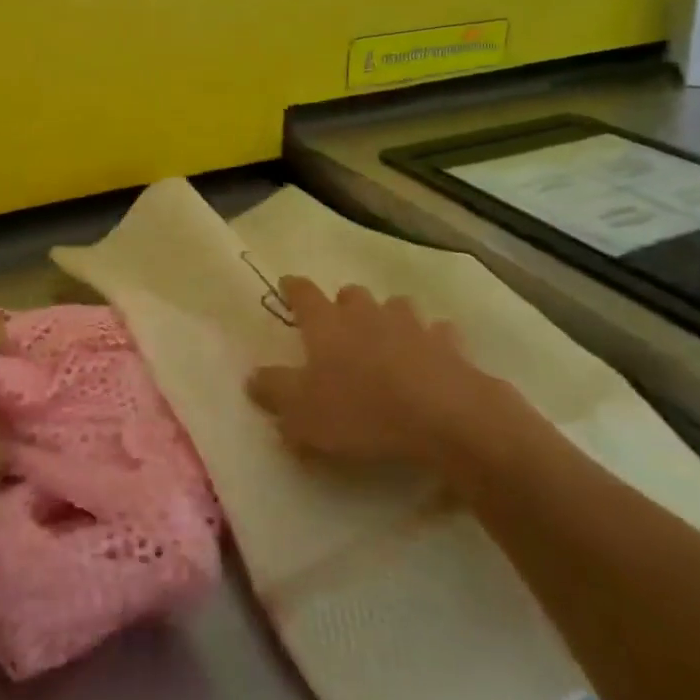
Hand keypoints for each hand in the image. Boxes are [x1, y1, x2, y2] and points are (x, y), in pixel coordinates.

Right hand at [246, 278, 499, 469]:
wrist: (442, 416)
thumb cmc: (361, 411)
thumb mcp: (302, 412)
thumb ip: (274, 392)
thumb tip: (252, 377)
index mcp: (326, 324)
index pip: (303, 294)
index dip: (293, 288)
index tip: (287, 283)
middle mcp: (366, 313)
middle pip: (351, 294)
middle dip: (343, 304)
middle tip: (339, 324)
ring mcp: (410, 324)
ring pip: (395, 306)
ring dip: (387, 317)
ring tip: (386, 338)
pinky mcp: (447, 343)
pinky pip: (437, 333)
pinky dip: (431, 341)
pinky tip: (431, 357)